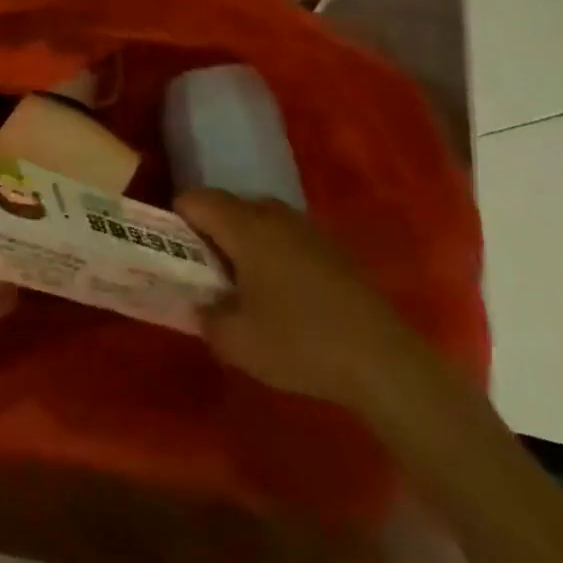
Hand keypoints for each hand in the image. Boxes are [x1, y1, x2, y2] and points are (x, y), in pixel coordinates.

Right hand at [175, 190, 423, 412]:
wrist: (385, 363)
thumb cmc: (301, 345)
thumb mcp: (236, 342)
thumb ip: (205, 316)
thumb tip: (202, 304)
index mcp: (245, 227)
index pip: (195, 199)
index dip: (177, 221)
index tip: (177, 255)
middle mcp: (274, 215)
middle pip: (226, 204)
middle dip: (209, 231)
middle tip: (206, 273)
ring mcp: (308, 227)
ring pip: (258, 219)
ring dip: (242, 241)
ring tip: (242, 284)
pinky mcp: (332, 247)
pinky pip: (285, 235)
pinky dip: (272, 252)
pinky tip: (283, 294)